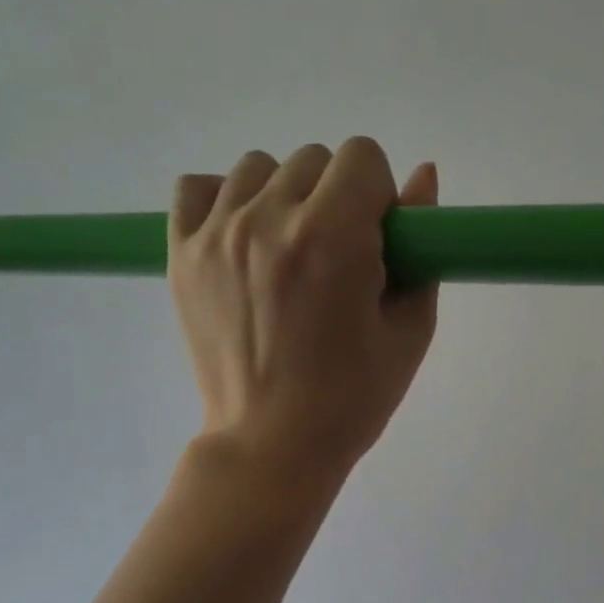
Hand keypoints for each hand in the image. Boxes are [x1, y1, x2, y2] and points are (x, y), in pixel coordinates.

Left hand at [168, 138, 438, 495]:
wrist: (270, 445)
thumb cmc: (350, 401)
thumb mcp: (406, 335)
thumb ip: (420, 253)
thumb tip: (423, 178)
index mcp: (331, 238)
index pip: (362, 157)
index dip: (377, 199)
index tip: (374, 245)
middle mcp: (268, 220)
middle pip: (313, 161)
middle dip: (335, 200)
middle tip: (333, 264)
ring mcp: (216, 235)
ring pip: (258, 169)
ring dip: (282, 199)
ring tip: (286, 259)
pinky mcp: (180, 256)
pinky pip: (197, 188)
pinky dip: (223, 202)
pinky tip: (241, 243)